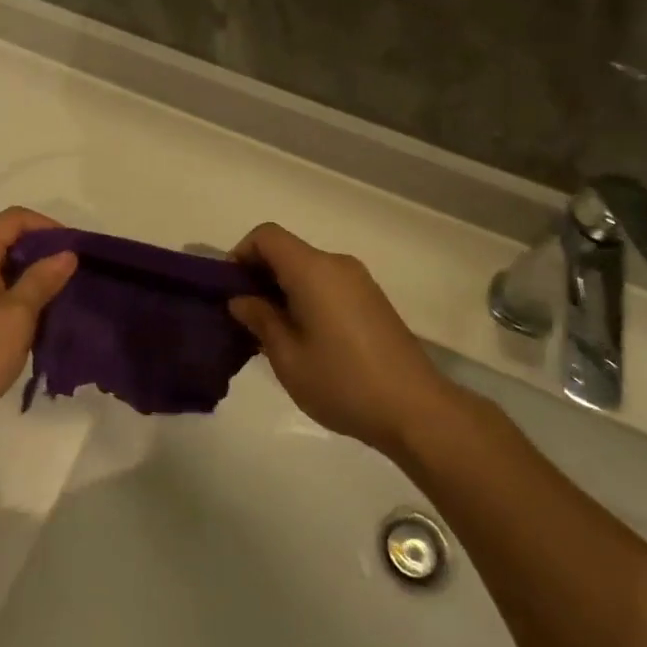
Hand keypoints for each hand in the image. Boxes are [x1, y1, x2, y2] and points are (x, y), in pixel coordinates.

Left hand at [0, 208, 76, 442]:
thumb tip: (66, 254)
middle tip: (68, 277)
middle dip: (38, 252)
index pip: (16, 218)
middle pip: (3, 237)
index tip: (75, 253)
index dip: (49, 229)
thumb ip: (43, 279)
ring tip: (51, 297)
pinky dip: (5, 288)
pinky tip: (23, 314)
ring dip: (23, 273)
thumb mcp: (17, 316)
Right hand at [228, 223, 449, 457]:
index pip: (266, 236)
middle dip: (259, 275)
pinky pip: (327, 284)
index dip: (241, 254)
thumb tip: (241, 300)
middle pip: (287, 251)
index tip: (230, 290)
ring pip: (307, 269)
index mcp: (313, 270)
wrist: (416, 410)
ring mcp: (359, 281)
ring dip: (282, 289)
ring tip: (271, 333)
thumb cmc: (344, 382)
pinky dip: (306, 297)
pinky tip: (304, 338)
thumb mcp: (288, 357)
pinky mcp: (372, 300)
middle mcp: (337, 265)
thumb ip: (260, 320)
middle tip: (244, 317)